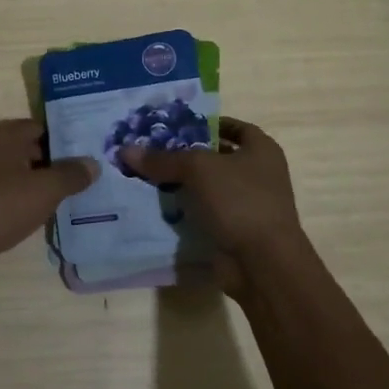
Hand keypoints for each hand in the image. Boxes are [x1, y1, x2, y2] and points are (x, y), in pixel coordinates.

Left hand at [0, 120, 97, 284]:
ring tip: (70, 198)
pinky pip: (5, 190)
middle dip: (56, 164)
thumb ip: (71, 175)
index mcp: (4, 134)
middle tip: (86, 179)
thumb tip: (93, 163)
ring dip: (39, 184)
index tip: (89, 154)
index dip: (67, 140)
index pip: (43, 127)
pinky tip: (40, 215)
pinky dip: (22, 199)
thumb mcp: (44, 191)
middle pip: (30, 149)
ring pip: (18, 172)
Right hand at [118, 118, 312, 297]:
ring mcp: (250, 205)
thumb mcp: (197, 170)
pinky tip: (161, 207)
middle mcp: (260, 174)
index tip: (177, 127)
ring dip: (185, 185)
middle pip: (218, 157)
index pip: (234, 127)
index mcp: (262, 150)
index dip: (207, 124)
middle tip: (155, 151)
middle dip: (188, 156)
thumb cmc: (239, 201)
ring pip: (210, 188)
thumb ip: (163, 159)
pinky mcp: (237, 231)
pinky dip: (188, 212)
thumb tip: (126, 150)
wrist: (263, 263)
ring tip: (150, 178)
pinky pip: (207, 214)